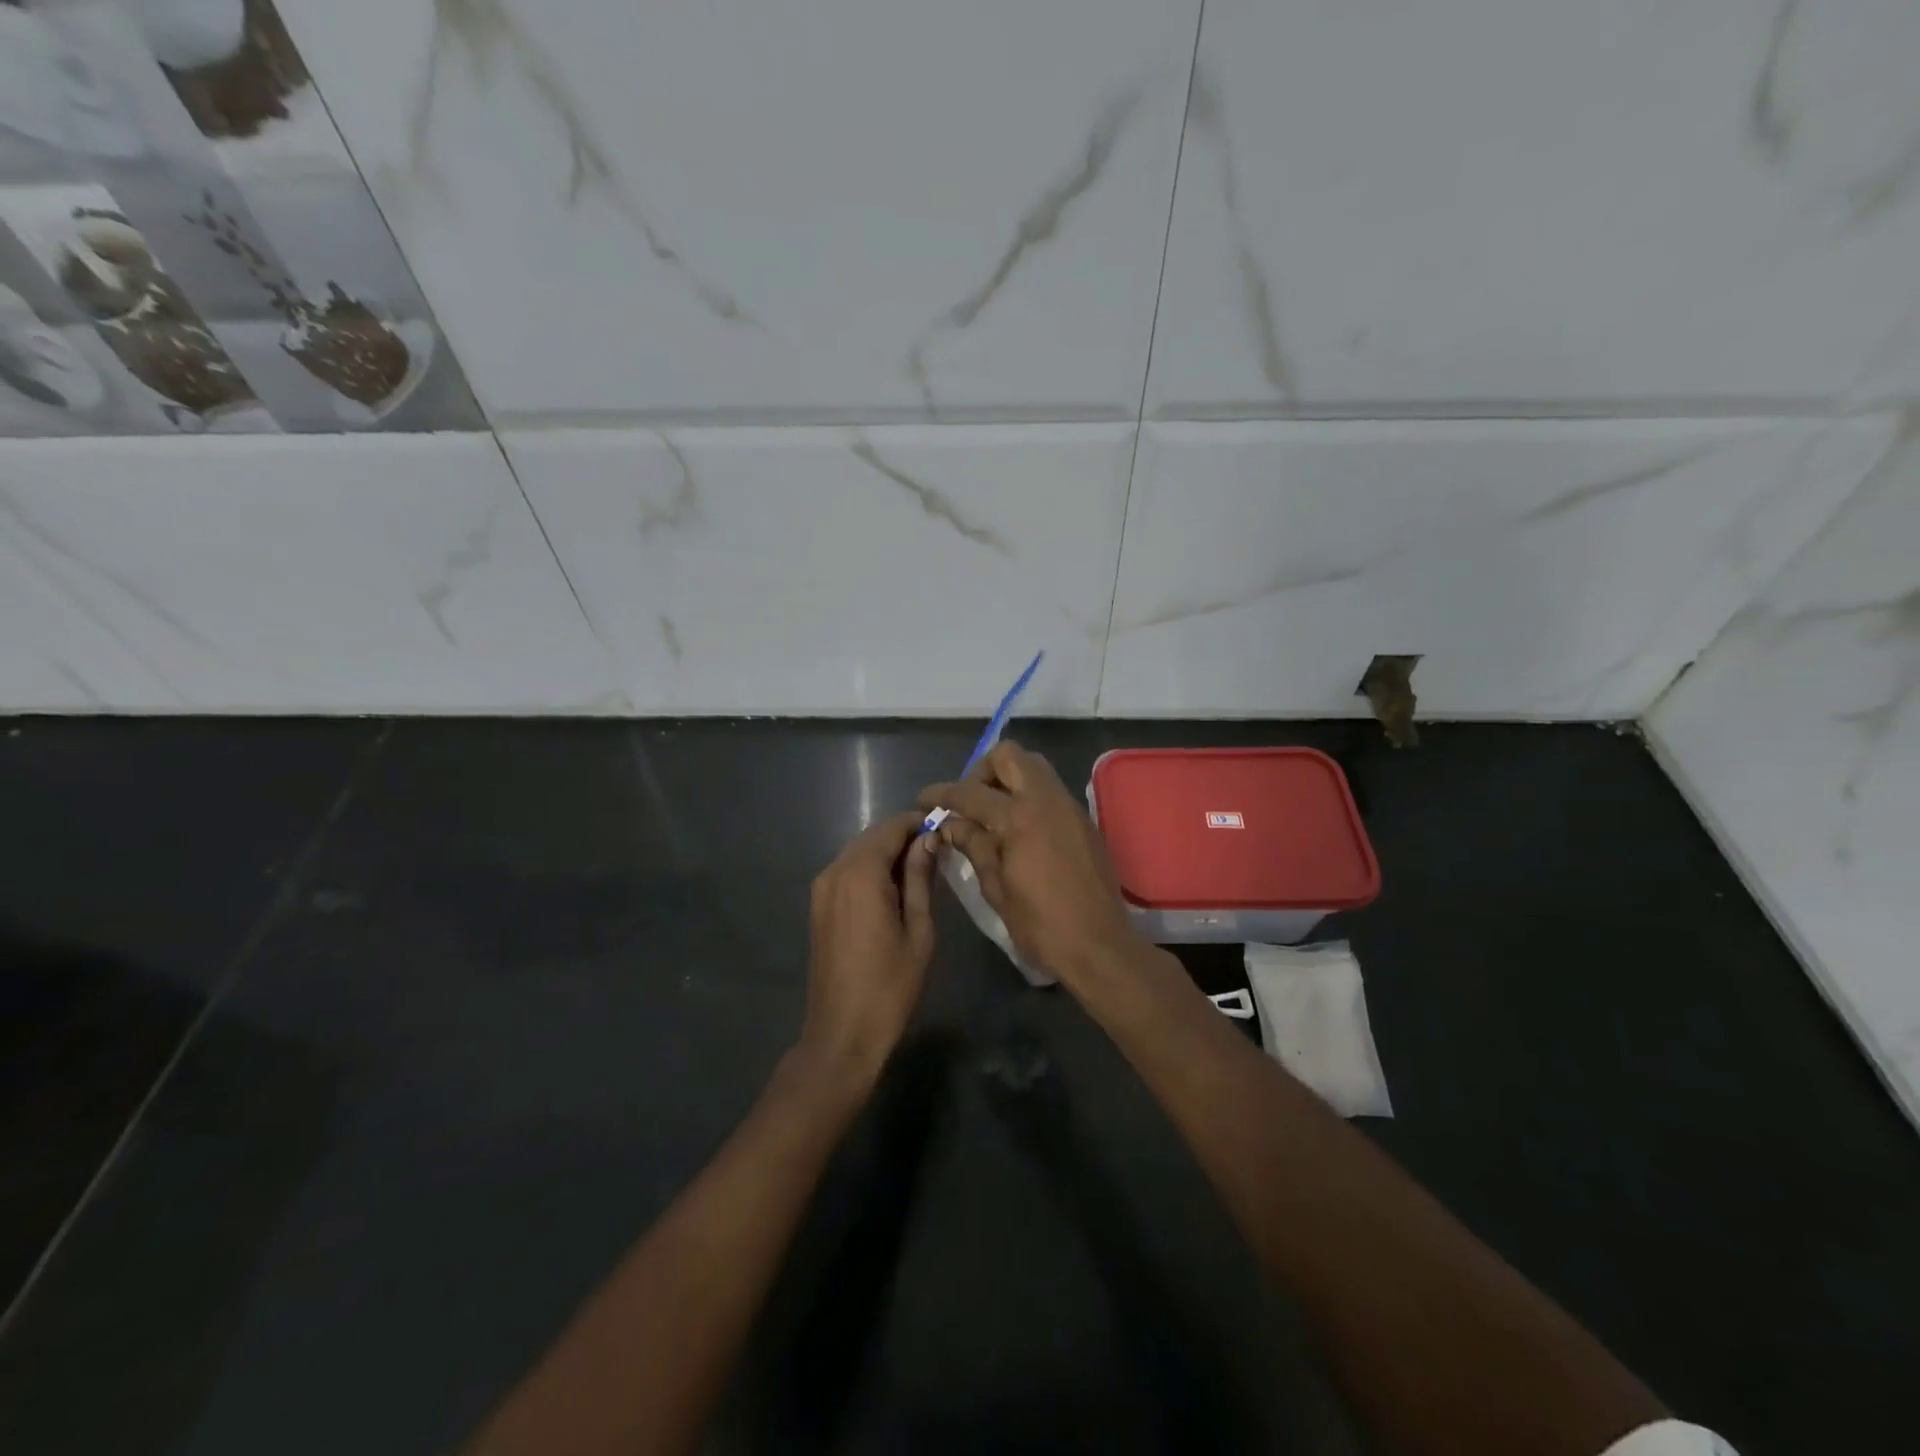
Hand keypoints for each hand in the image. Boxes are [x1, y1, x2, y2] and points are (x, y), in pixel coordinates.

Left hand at [798, 810, 937, 1091]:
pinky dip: (870, 869)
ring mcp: (821, 888)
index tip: (944, 825)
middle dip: (902, 836)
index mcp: (861, 874)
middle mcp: (835, 871)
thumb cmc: (890, 984)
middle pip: (871, 837)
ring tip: (919, 868)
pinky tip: (893, 887)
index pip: (890, 829)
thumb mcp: (918, 929)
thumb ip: (920, 878)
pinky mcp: (818, 905)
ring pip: (858, 852)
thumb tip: (928, 839)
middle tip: (936, 848)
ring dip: (886, 852)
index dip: (917, 822)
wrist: (842, 1032)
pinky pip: (847, 871)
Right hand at [918, 741, 1143, 986]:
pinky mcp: (1083, 820)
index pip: (970, 793)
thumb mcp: (996, 888)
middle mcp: (1046, 801)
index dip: (942, 794)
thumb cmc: (1041, 925)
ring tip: (992, 814)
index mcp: (1019, 818)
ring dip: (1008, 779)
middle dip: (981, 771)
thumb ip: (974, 847)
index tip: (924, 799)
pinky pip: (1050, 789)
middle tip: (968, 802)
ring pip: (1034, 767)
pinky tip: (1018, 829)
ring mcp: (1069, 807)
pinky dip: (1029, 795)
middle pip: (1009, 756)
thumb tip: (951, 825)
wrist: (1099, 945)